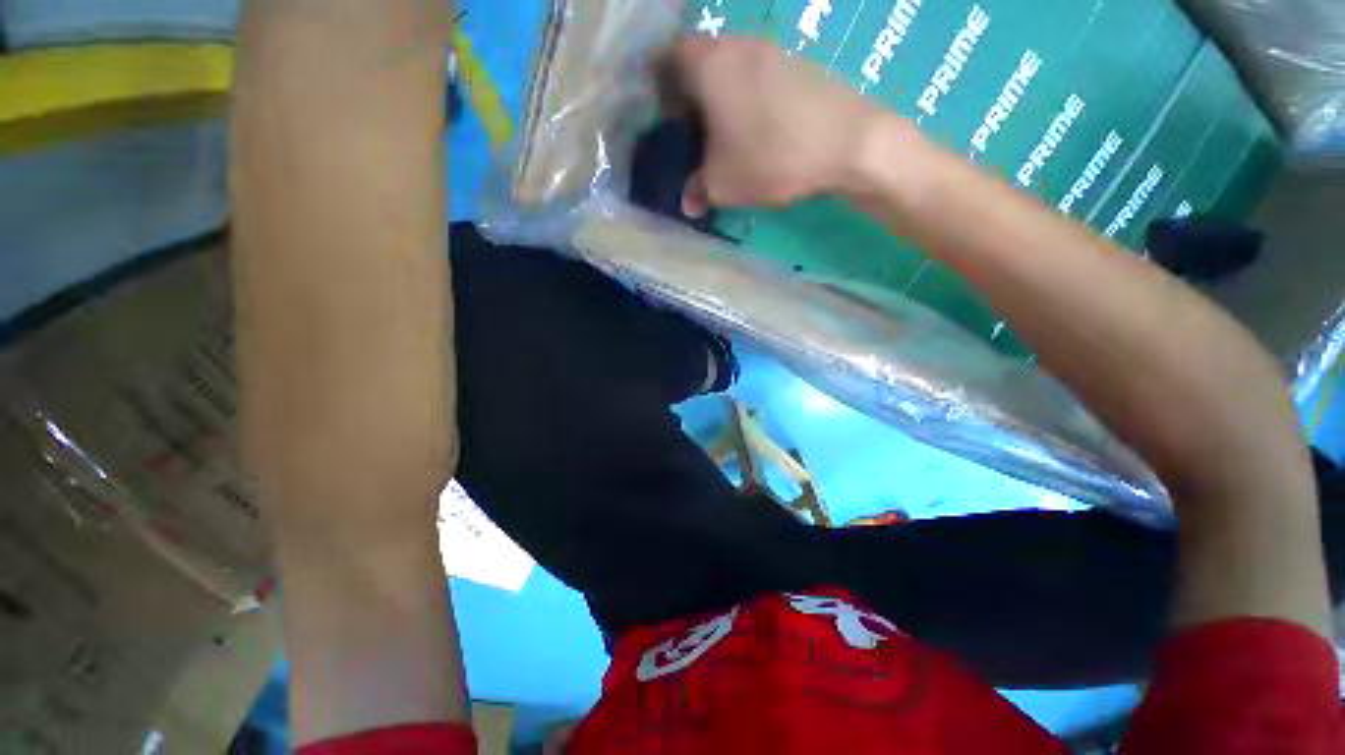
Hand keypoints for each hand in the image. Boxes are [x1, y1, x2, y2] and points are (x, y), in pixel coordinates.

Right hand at [673, 36, 886, 214]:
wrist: (858, 143)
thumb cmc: (775, 153)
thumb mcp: (725, 182)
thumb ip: (697, 187)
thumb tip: (688, 201)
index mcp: (703, 61)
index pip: (662, 59)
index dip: (657, 87)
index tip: (665, 116)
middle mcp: (735, 45)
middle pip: (699, 58)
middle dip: (693, 87)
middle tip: (696, 123)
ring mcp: (773, 50)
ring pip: (735, 63)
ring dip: (729, 88)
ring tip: (736, 127)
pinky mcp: (805, 62)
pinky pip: (766, 71)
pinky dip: (760, 91)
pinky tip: (772, 124)